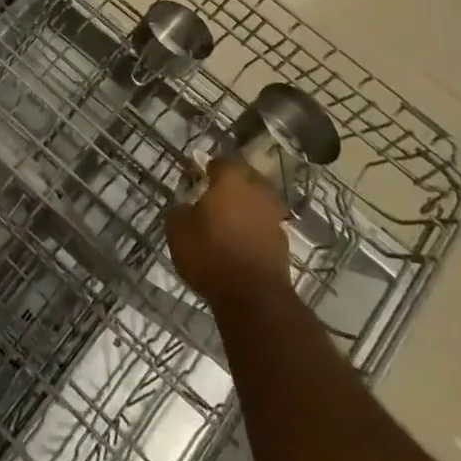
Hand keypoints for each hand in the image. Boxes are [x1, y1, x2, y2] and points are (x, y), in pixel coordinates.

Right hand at [167, 158, 292, 309]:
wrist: (254, 298)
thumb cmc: (210, 254)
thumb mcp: (178, 230)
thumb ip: (181, 210)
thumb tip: (187, 205)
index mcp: (231, 181)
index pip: (222, 162)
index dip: (209, 167)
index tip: (198, 177)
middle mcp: (256, 192)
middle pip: (245, 180)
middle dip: (231, 186)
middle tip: (213, 198)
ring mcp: (273, 218)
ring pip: (257, 204)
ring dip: (245, 209)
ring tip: (228, 223)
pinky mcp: (283, 244)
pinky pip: (264, 228)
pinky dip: (254, 231)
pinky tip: (240, 243)